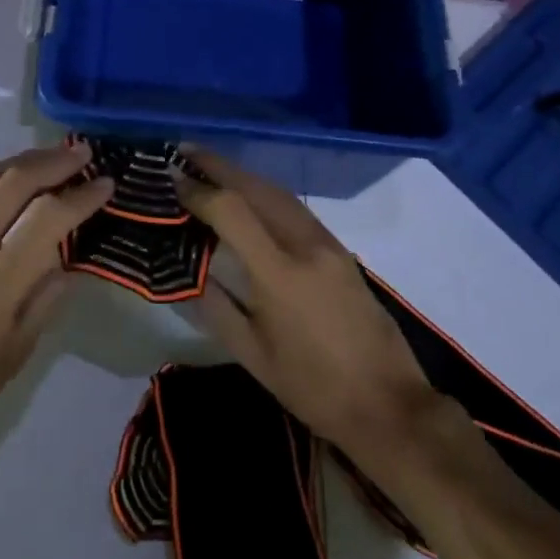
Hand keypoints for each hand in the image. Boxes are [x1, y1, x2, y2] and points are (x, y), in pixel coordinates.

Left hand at [0, 141, 113, 477]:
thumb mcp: (15, 355)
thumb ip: (45, 298)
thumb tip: (66, 256)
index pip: (45, 220)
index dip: (80, 197)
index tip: (105, 184)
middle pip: (10, 183)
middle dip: (52, 162)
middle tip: (81, 151)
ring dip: (20, 163)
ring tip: (50, 157)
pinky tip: (5, 189)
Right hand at [177, 149, 439, 463]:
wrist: (388, 405)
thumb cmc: (313, 388)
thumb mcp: (252, 355)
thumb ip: (215, 307)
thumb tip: (186, 272)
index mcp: (280, 274)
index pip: (232, 211)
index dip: (198, 191)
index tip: (171, 179)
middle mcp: (305, 245)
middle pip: (257, 188)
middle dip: (219, 166)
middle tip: (184, 153)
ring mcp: (328, 244)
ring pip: (279, 192)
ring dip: (243, 175)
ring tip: (210, 167)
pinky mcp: (341, 250)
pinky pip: (295, 207)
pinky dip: (265, 191)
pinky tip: (249, 195)